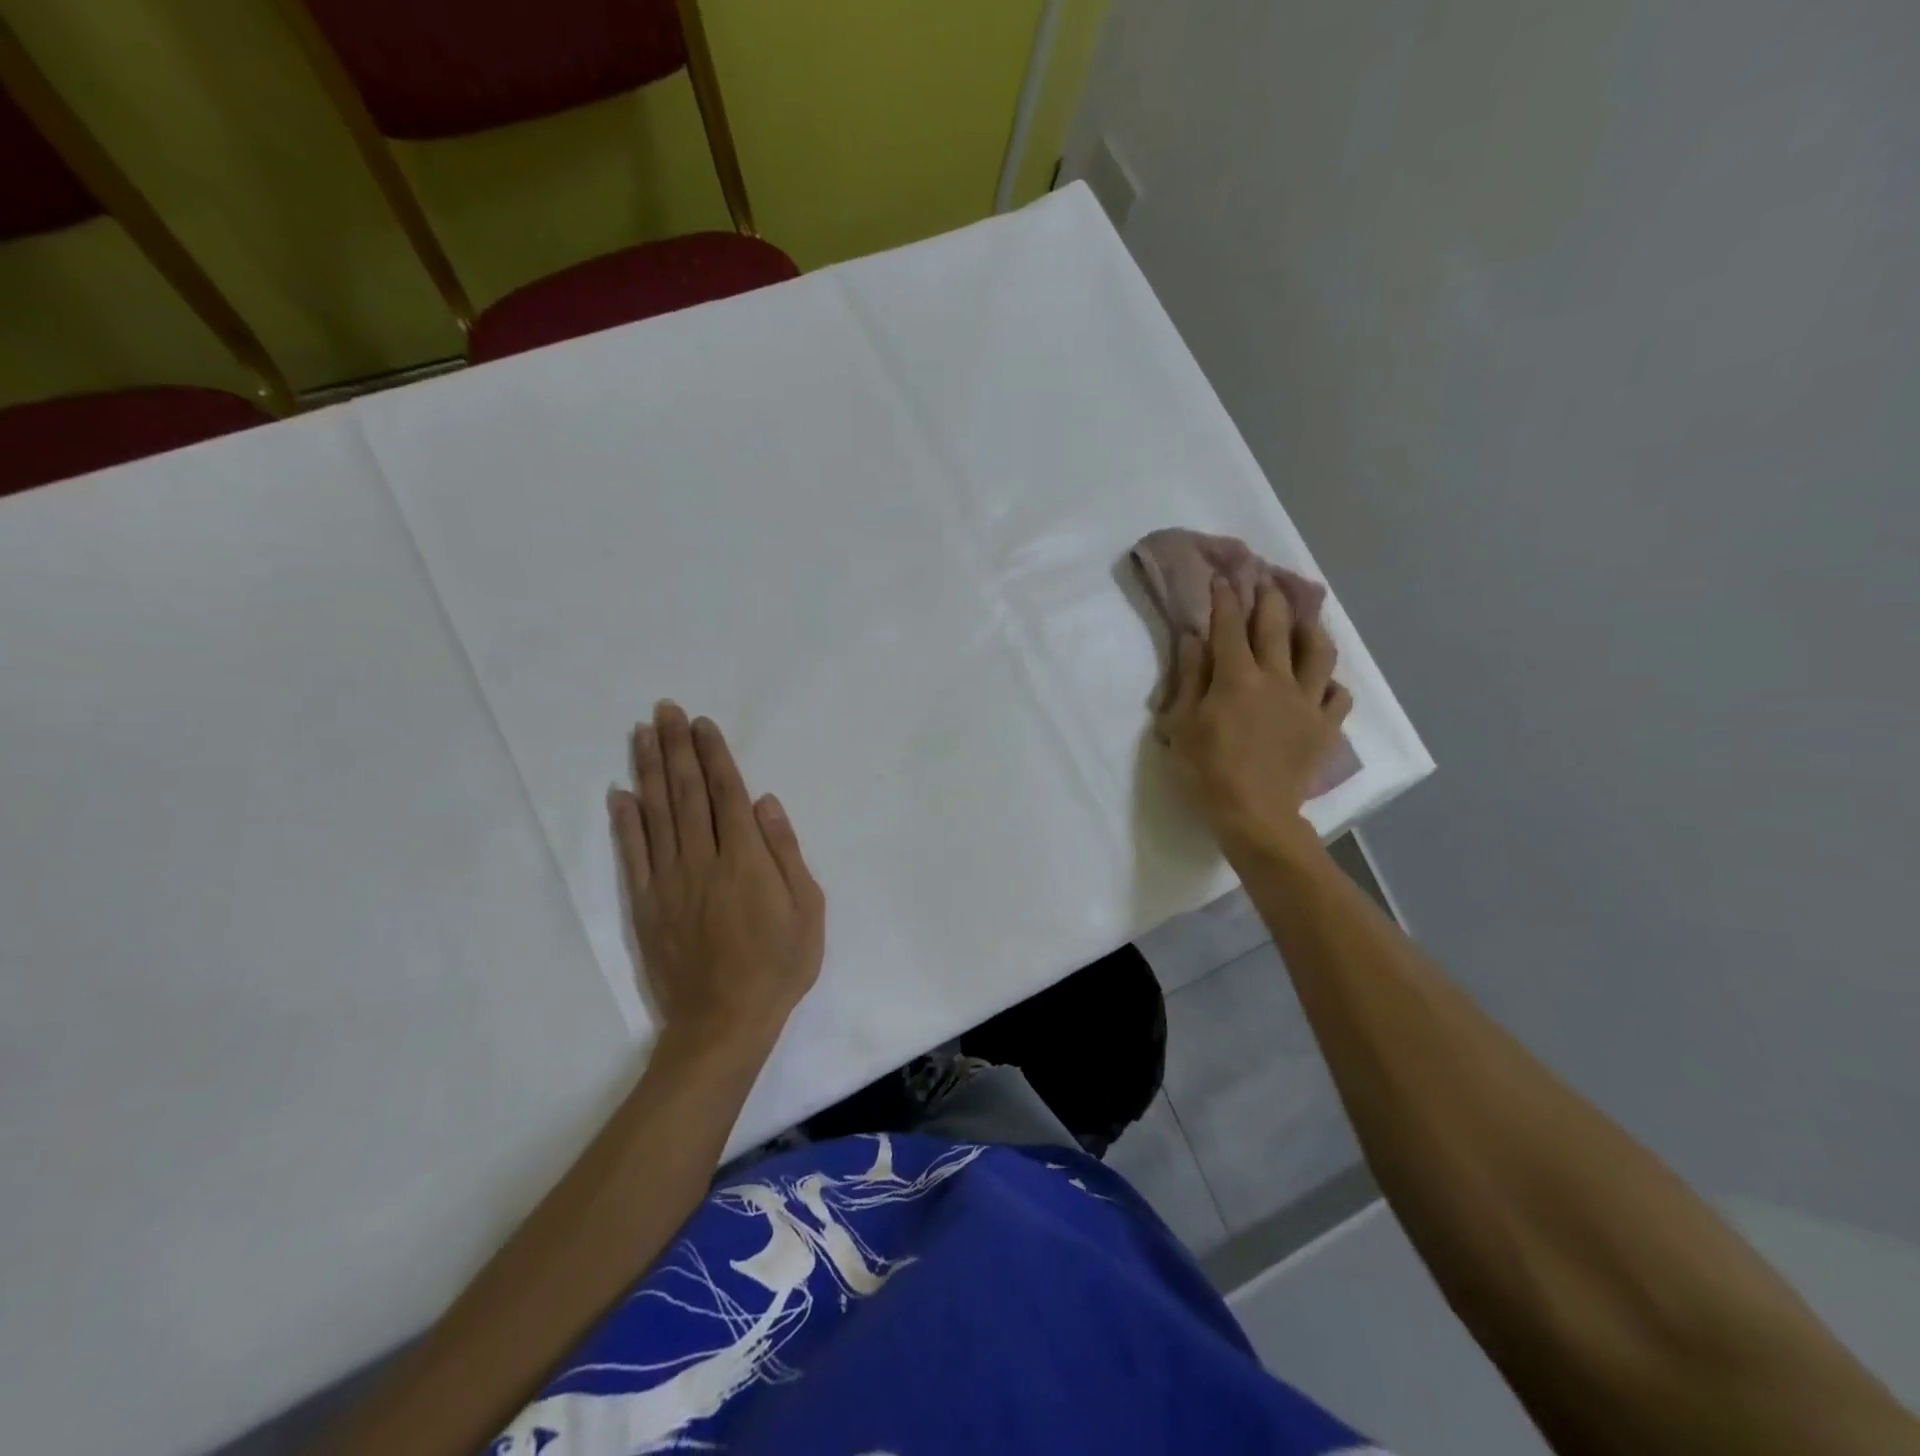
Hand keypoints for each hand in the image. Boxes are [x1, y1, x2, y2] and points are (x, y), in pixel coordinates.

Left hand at [609, 702, 825, 1052]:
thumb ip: (785, 853)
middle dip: (677, 747)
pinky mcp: (645, 904)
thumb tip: (765, 803)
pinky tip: (620, 793)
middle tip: (665, 710)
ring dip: (650, 770)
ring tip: (642, 734)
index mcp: (745, 859)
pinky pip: (632, 854)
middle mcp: (702, 860)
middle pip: (687, 793)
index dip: (714, 755)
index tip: (702, 724)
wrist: (723, 1022)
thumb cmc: (778, 965)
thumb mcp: (807, 910)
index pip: (726, 794)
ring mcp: (669, 881)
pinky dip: (625, 821)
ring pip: (657, 814)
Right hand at [1156, 577, 1352, 853]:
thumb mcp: (1181, 724)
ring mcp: (1306, 701)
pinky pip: (1337, 695)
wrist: (1254, 815)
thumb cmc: (1206, 771)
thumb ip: (1189, 677)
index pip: (1229, 626)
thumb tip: (1192, 638)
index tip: (1223, 578)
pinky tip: (1322, 683)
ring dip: (1310, 629)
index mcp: (1236, 677)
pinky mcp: (1325, 726)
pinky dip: (1330, 684)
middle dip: (1269, 598)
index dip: (1225, 598)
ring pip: (1318, 652)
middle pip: (1276, 626)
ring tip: (1304, 620)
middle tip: (1266, 580)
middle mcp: (1276, 678)